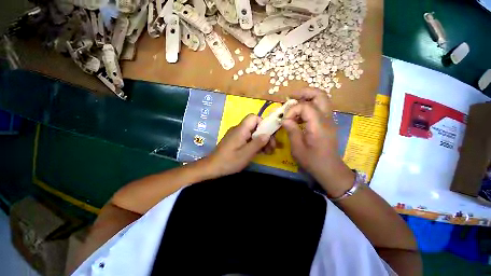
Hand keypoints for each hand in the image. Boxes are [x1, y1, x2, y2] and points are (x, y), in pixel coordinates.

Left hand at [204, 114, 270, 176]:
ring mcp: (236, 135)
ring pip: (252, 132)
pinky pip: (248, 138)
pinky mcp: (235, 141)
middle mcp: (238, 129)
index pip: (253, 117)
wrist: (212, 167)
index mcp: (241, 129)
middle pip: (255, 126)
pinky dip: (255, 143)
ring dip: (261, 140)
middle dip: (265, 135)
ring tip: (267, 152)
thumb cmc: (229, 161)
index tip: (269, 135)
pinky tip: (259, 152)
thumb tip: (268, 134)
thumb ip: (257, 143)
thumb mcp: (246, 154)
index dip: (263, 123)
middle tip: (271, 148)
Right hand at [282, 88, 354, 196]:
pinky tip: (299, 115)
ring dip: (307, 98)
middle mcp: (327, 119)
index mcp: (319, 125)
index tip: (285, 120)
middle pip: (320, 95)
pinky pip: (320, 108)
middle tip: (291, 97)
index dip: (292, 110)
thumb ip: (291, 131)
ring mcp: (329, 120)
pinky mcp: (328, 123)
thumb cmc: (313, 161)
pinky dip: (309, 106)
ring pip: (321, 99)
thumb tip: (285, 120)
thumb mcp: (297, 148)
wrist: (330, 169)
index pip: (305, 106)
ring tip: (293, 103)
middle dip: (304, 92)